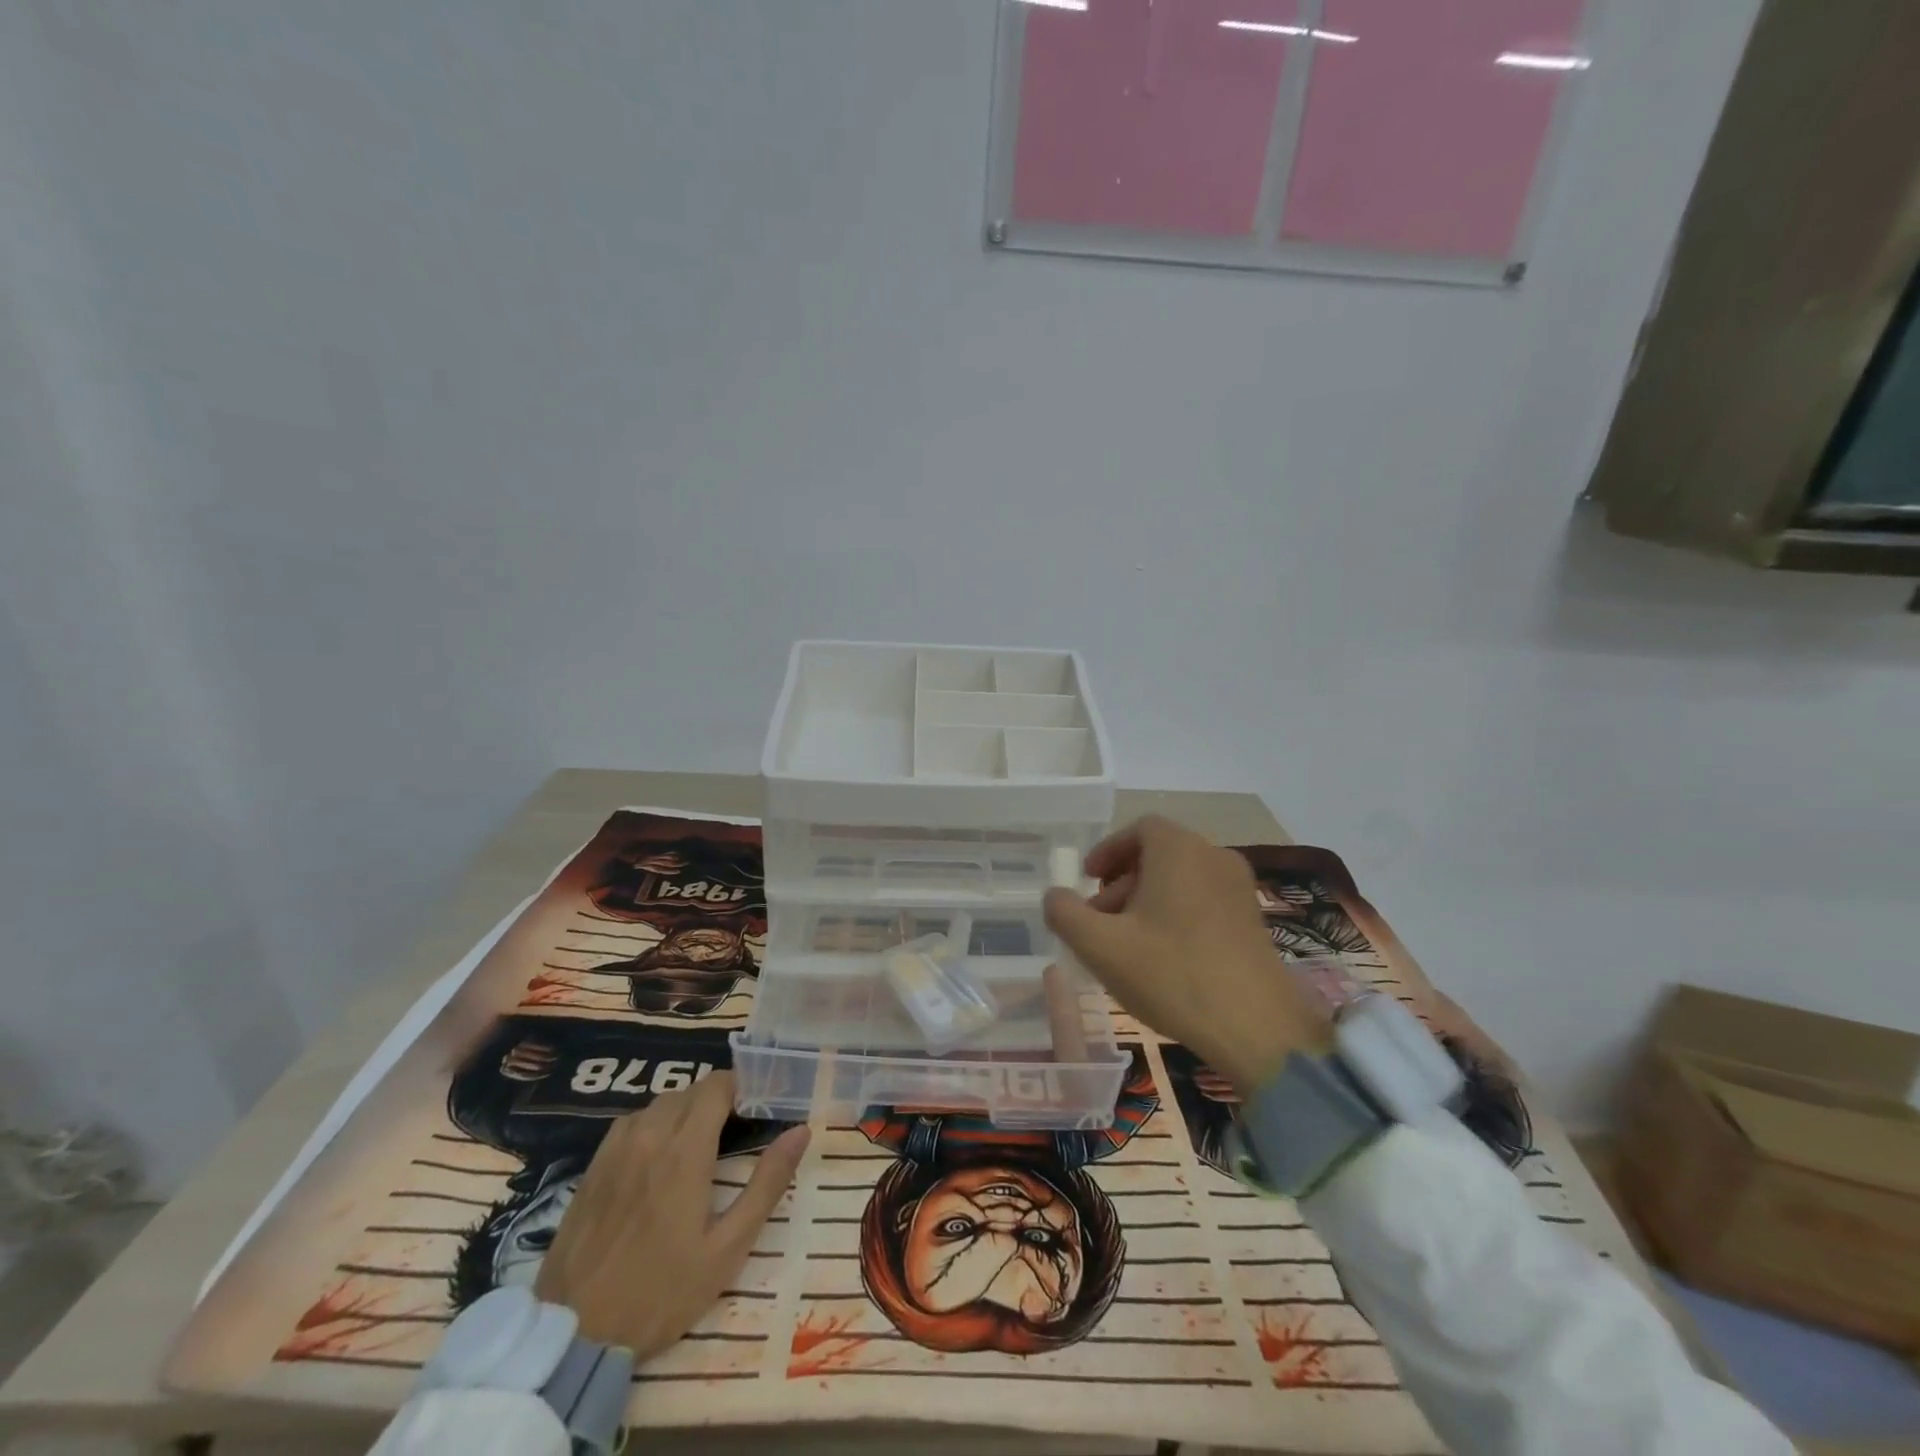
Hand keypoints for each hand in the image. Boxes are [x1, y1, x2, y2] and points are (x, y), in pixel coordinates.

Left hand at [534, 1070, 808, 1357]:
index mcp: (686, 1149)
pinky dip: (654, 1125)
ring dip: (685, 1111)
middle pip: (691, 1091)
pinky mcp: (593, 1166)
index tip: (760, 1104)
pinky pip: (631, 1123)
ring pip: (660, 1104)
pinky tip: (658, 1157)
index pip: (718, 1085)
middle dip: (717, 1100)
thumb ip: (767, 1183)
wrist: (574, 1335)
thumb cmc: (661, 1293)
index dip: (743, 1086)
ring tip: (699, 1144)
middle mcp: (650, 1135)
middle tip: (736, 1131)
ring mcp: (616, 1148)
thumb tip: (801, 1131)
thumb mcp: (727, 1248)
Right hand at [1043, 816, 1331, 1094]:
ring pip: (1181, 881)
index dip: (1108, 850)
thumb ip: (1065, 913)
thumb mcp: (1100, 945)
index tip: (1087, 879)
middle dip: (1121, 883)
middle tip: (1099, 921)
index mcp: (1179, 850)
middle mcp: (1214, 858)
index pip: (1140, 829)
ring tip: (1126, 946)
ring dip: (1146, 902)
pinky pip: (1203, 902)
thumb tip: (1054, 896)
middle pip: (1158, 856)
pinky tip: (1162, 960)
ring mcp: (1239, 890)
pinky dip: (1175, 916)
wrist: (1257, 1029)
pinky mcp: (1253, 921)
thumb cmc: (1171, 974)